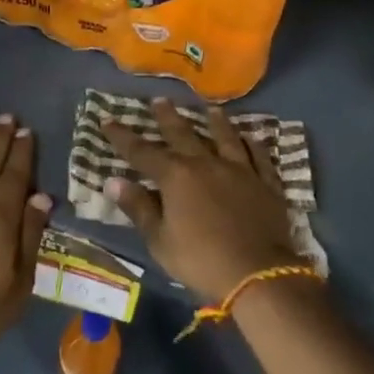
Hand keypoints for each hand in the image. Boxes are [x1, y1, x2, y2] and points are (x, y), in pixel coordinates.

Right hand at [102, 100, 302, 301]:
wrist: (258, 274)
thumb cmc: (201, 260)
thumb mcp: (160, 241)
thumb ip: (139, 208)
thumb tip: (113, 181)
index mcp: (176, 177)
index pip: (142, 152)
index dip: (122, 137)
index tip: (107, 120)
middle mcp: (206, 164)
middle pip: (184, 134)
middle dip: (168, 117)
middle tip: (160, 100)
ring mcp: (240, 170)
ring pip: (225, 137)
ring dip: (216, 122)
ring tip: (210, 108)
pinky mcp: (266, 183)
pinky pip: (259, 156)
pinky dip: (253, 144)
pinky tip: (251, 137)